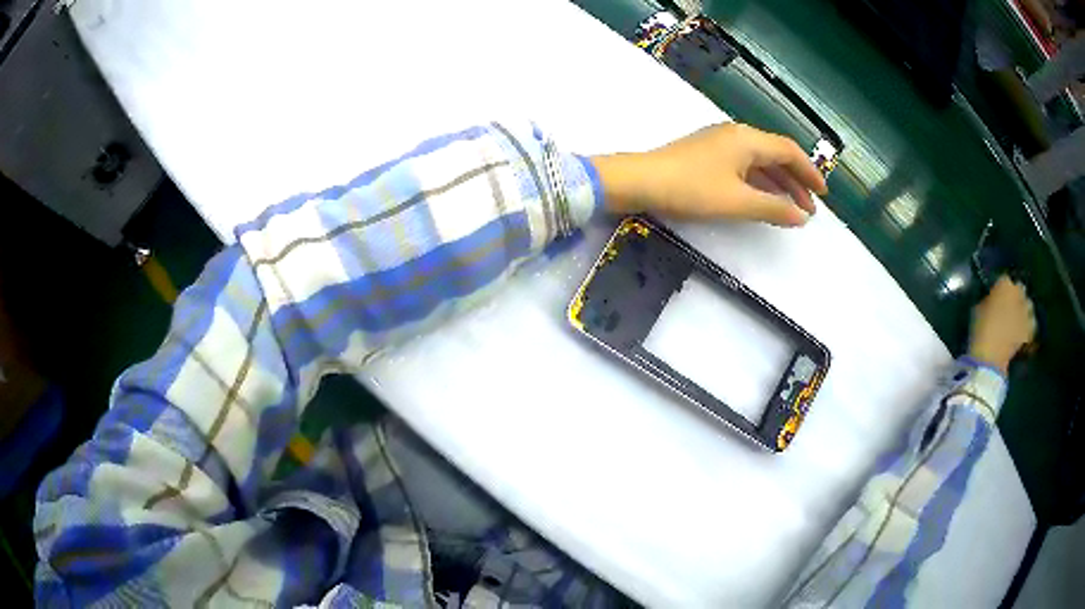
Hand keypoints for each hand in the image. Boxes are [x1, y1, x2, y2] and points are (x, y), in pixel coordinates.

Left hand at [591, 123, 827, 226]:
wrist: (640, 180)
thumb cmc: (691, 189)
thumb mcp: (737, 201)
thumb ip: (773, 208)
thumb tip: (802, 217)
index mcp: (747, 139)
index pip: (789, 151)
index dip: (809, 173)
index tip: (823, 195)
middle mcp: (736, 135)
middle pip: (776, 155)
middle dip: (796, 181)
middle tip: (810, 208)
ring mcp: (719, 143)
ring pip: (759, 162)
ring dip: (778, 184)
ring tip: (791, 209)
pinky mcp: (706, 155)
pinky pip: (743, 166)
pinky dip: (758, 183)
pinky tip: (763, 199)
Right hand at [968, 276, 1036, 373]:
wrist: (990, 357)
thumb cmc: (980, 329)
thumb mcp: (978, 309)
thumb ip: (988, 300)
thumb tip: (992, 300)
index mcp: (1004, 284)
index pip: (1004, 278)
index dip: (1000, 287)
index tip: (996, 295)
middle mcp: (1018, 293)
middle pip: (1020, 288)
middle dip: (1016, 295)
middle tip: (1009, 304)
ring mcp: (1025, 312)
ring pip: (1029, 305)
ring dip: (1025, 308)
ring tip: (1019, 316)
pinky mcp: (1028, 330)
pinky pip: (1032, 324)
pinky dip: (1029, 326)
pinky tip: (1024, 330)